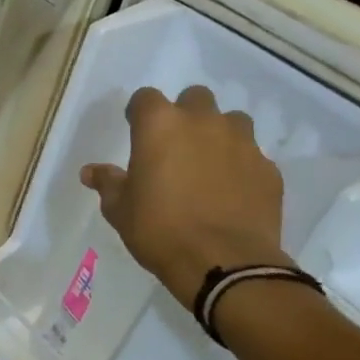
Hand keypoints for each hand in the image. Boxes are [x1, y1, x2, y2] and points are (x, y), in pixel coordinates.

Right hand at [80, 85, 289, 304]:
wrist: (224, 262)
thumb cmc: (159, 230)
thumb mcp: (120, 210)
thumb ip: (108, 183)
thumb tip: (91, 171)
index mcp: (160, 126)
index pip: (145, 98)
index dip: (139, 113)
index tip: (136, 131)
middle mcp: (203, 123)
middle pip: (195, 98)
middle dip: (185, 114)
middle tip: (175, 146)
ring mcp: (242, 143)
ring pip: (231, 121)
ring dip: (219, 134)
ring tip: (208, 165)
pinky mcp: (268, 168)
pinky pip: (252, 155)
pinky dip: (240, 166)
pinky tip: (232, 192)